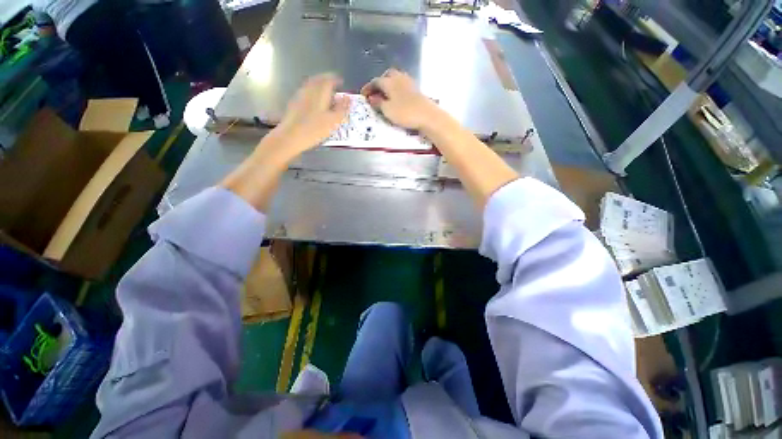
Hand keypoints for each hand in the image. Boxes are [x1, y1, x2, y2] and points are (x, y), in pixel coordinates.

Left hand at [275, 73, 349, 155]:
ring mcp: (299, 96)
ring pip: (310, 86)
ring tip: (325, 92)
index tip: (341, 81)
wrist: (290, 136)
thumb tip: (348, 98)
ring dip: (318, 86)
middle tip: (333, 84)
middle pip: (318, 80)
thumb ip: (342, 109)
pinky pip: (305, 93)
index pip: (329, 80)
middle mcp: (309, 90)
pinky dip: (312, 93)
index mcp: (320, 92)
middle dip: (326, 80)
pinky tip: (313, 101)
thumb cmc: (314, 129)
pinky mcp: (293, 104)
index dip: (336, 79)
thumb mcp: (333, 121)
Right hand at [360, 69, 441, 130]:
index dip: (368, 88)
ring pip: (395, 79)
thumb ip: (378, 103)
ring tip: (385, 96)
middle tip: (375, 93)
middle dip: (379, 83)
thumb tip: (371, 98)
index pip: (375, 81)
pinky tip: (396, 98)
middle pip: (386, 76)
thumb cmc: (405, 113)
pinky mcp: (416, 90)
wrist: (428, 116)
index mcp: (389, 82)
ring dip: (389, 85)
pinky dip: (397, 89)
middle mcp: (399, 78)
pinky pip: (402, 85)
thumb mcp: (387, 110)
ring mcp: (409, 83)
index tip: (363, 95)